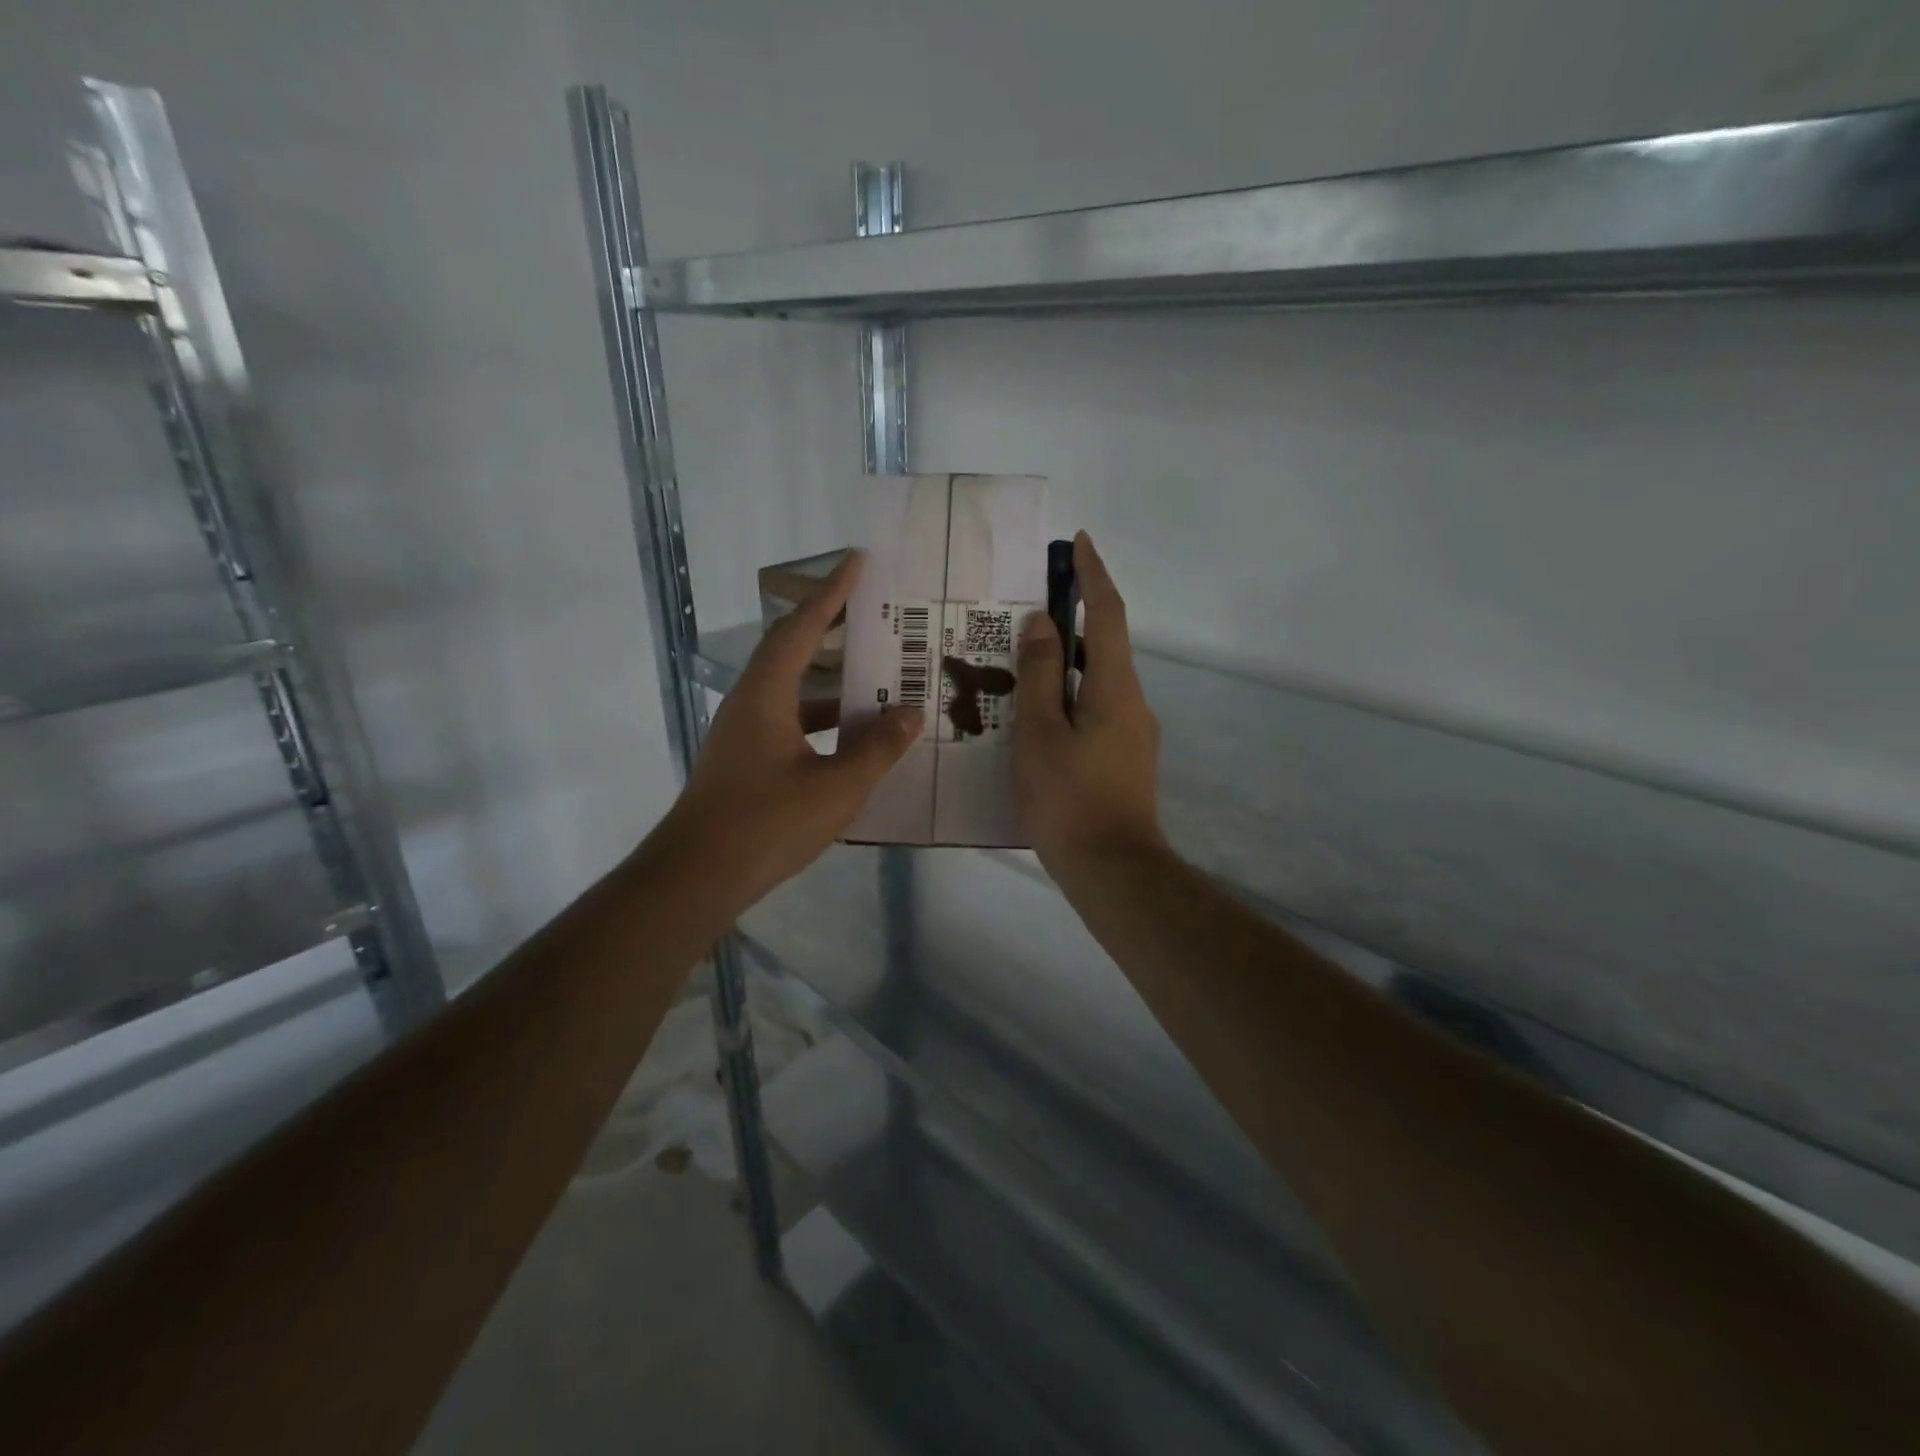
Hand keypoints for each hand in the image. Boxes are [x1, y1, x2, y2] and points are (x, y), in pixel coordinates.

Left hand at [661, 553, 921, 910]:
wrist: (696, 878)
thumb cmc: (766, 825)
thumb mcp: (836, 788)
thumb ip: (877, 749)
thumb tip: (910, 713)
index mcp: (766, 695)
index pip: (801, 627)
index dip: (831, 593)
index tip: (857, 562)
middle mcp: (749, 704)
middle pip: (790, 650)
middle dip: (829, 627)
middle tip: (871, 614)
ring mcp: (743, 734)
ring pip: (791, 691)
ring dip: (829, 682)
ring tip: (874, 678)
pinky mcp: (744, 762)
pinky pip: (789, 723)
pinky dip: (821, 720)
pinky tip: (851, 740)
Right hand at [1013, 532, 1165, 874]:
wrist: (1112, 869)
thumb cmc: (1069, 798)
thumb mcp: (1040, 733)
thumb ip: (1040, 675)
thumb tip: (1042, 623)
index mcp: (1115, 687)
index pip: (1108, 614)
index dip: (1093, 575)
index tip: (1079, 542)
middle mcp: (1132, 702)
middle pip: (1104, 646)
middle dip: (1072, 619)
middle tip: (1026, 610)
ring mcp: (1132, 733)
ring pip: (1096, 682)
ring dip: (1065, 663)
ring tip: (1019, 663)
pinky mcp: (1124, 759)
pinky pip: (1094, 711)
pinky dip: (1068, 697)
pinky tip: (1035, 715)